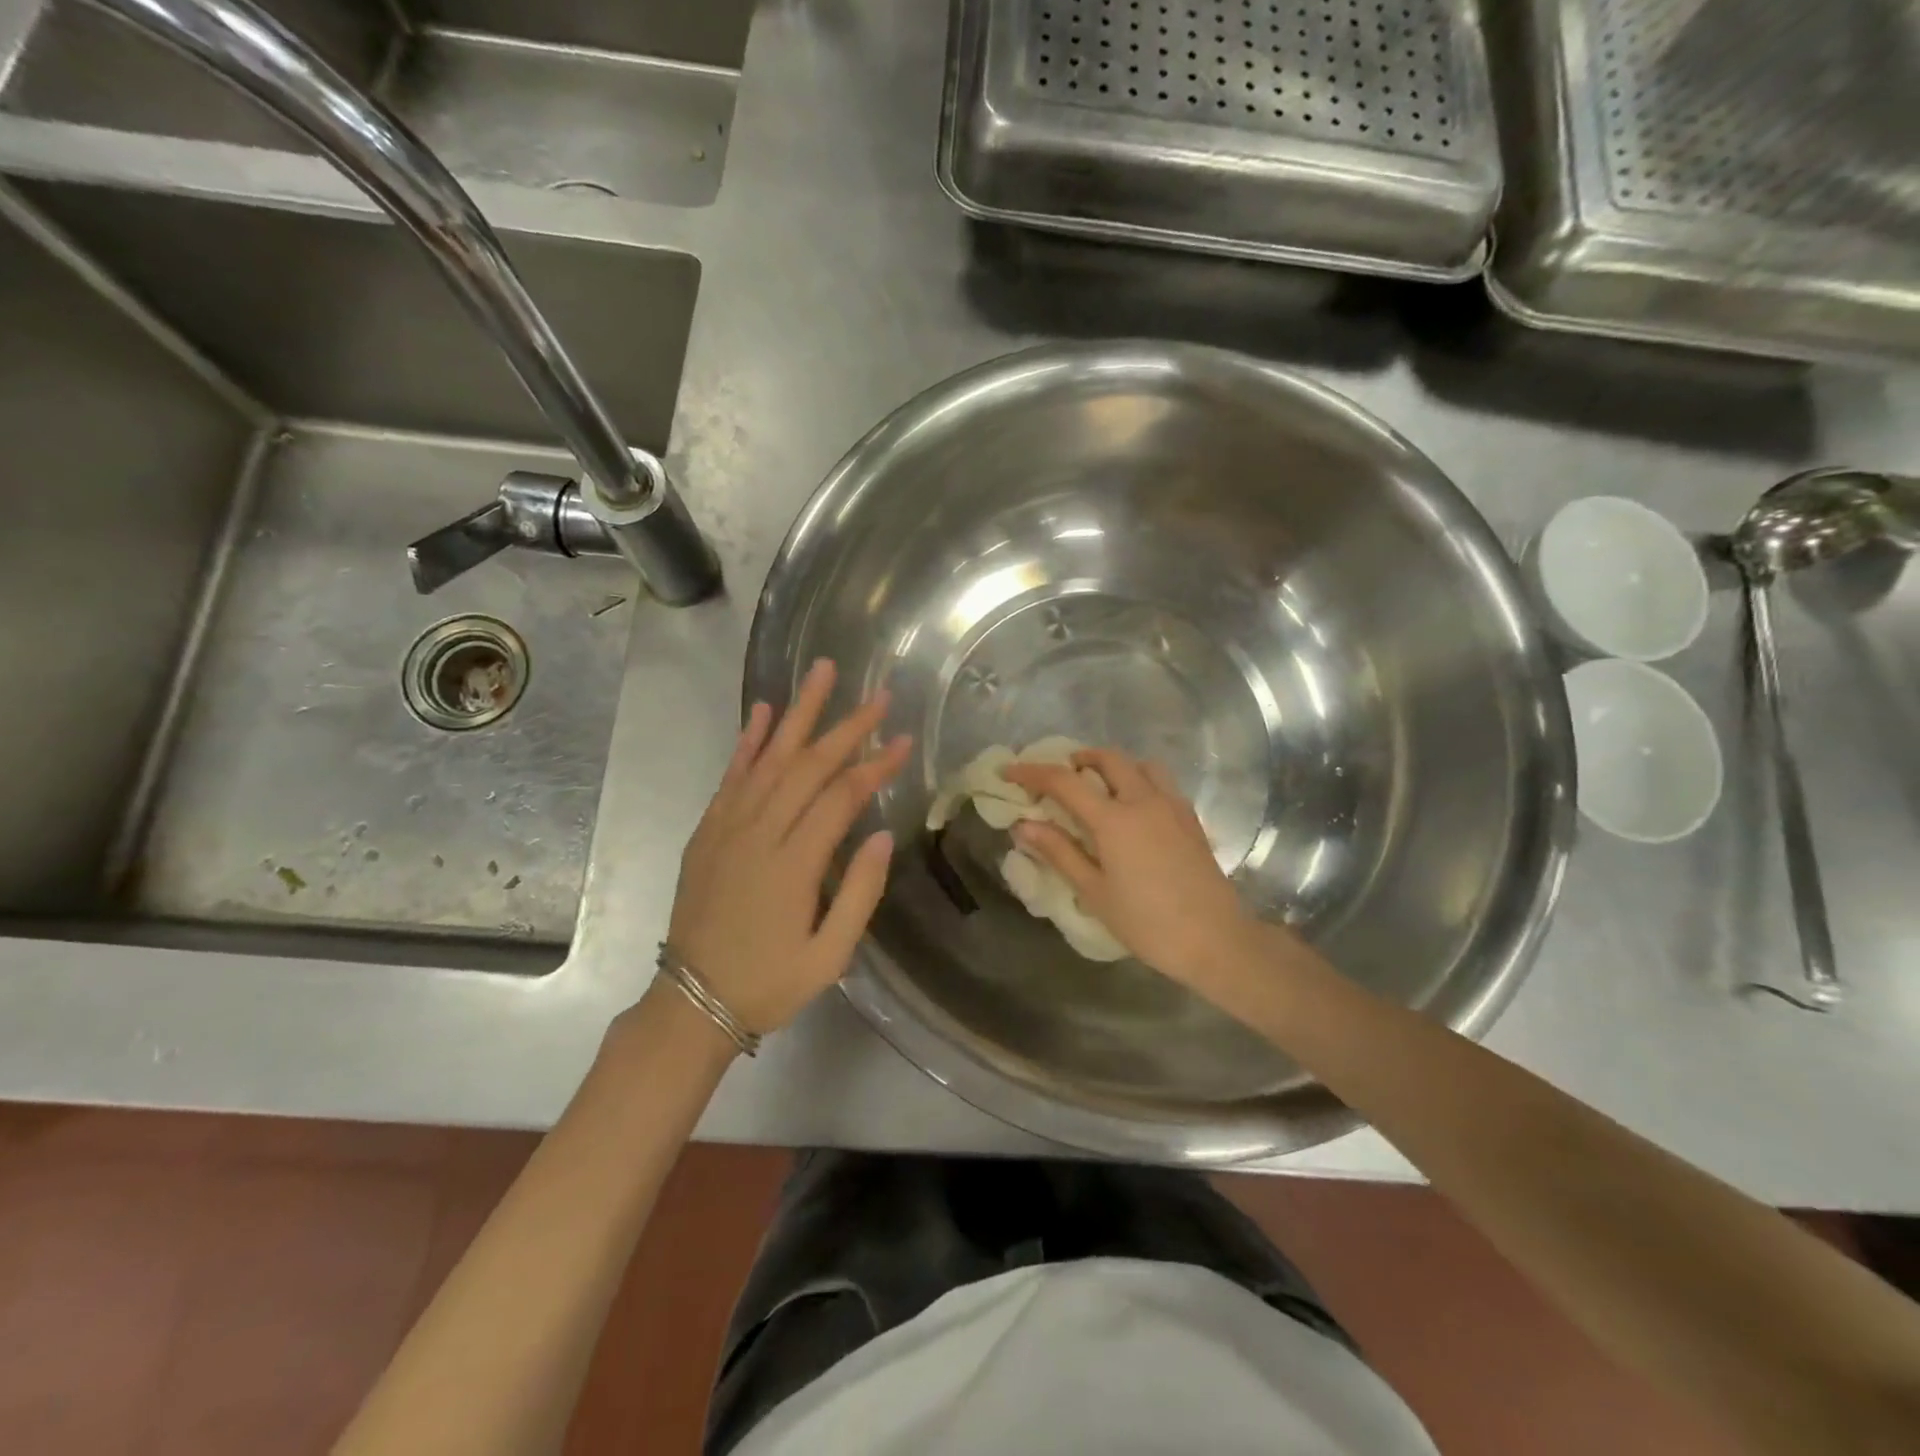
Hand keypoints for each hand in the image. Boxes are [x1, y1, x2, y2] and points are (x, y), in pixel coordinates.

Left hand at [666, 659, 911, 1036]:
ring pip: (769, 758)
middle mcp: (758, 833)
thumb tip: (880, 833)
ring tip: (820, 673)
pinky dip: (748, 741)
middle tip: (877, 694)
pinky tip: (762, 712)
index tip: (903, 739)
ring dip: (798, 713)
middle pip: (807, 765)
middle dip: (846, 726)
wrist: (692, 1003)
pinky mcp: (708, 830)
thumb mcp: (830, 956)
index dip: (874, 764)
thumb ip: (860, 893)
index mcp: (794, 865)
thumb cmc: (770, 983)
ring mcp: (727, 827)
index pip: (840, 797)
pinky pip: (731, 776)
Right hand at [1001, 749, 1267, 993]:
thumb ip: (1059, 852)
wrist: (1216, 940)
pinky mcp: (1191, 819)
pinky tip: (1133, 809)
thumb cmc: (1148, 923)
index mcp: (1114, 819)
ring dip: (1113, 765)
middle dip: (1078, 759)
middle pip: (1108, 759)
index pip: (1064, 781)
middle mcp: (1144, 800)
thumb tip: (1022, 824)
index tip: (1008, 771)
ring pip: (1140, 764)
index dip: (1031, 772)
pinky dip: (1139, 780)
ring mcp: (1172, 806)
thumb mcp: (1094, 892)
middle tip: (1058, 777)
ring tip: (1098, 787)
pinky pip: (1161, 783)